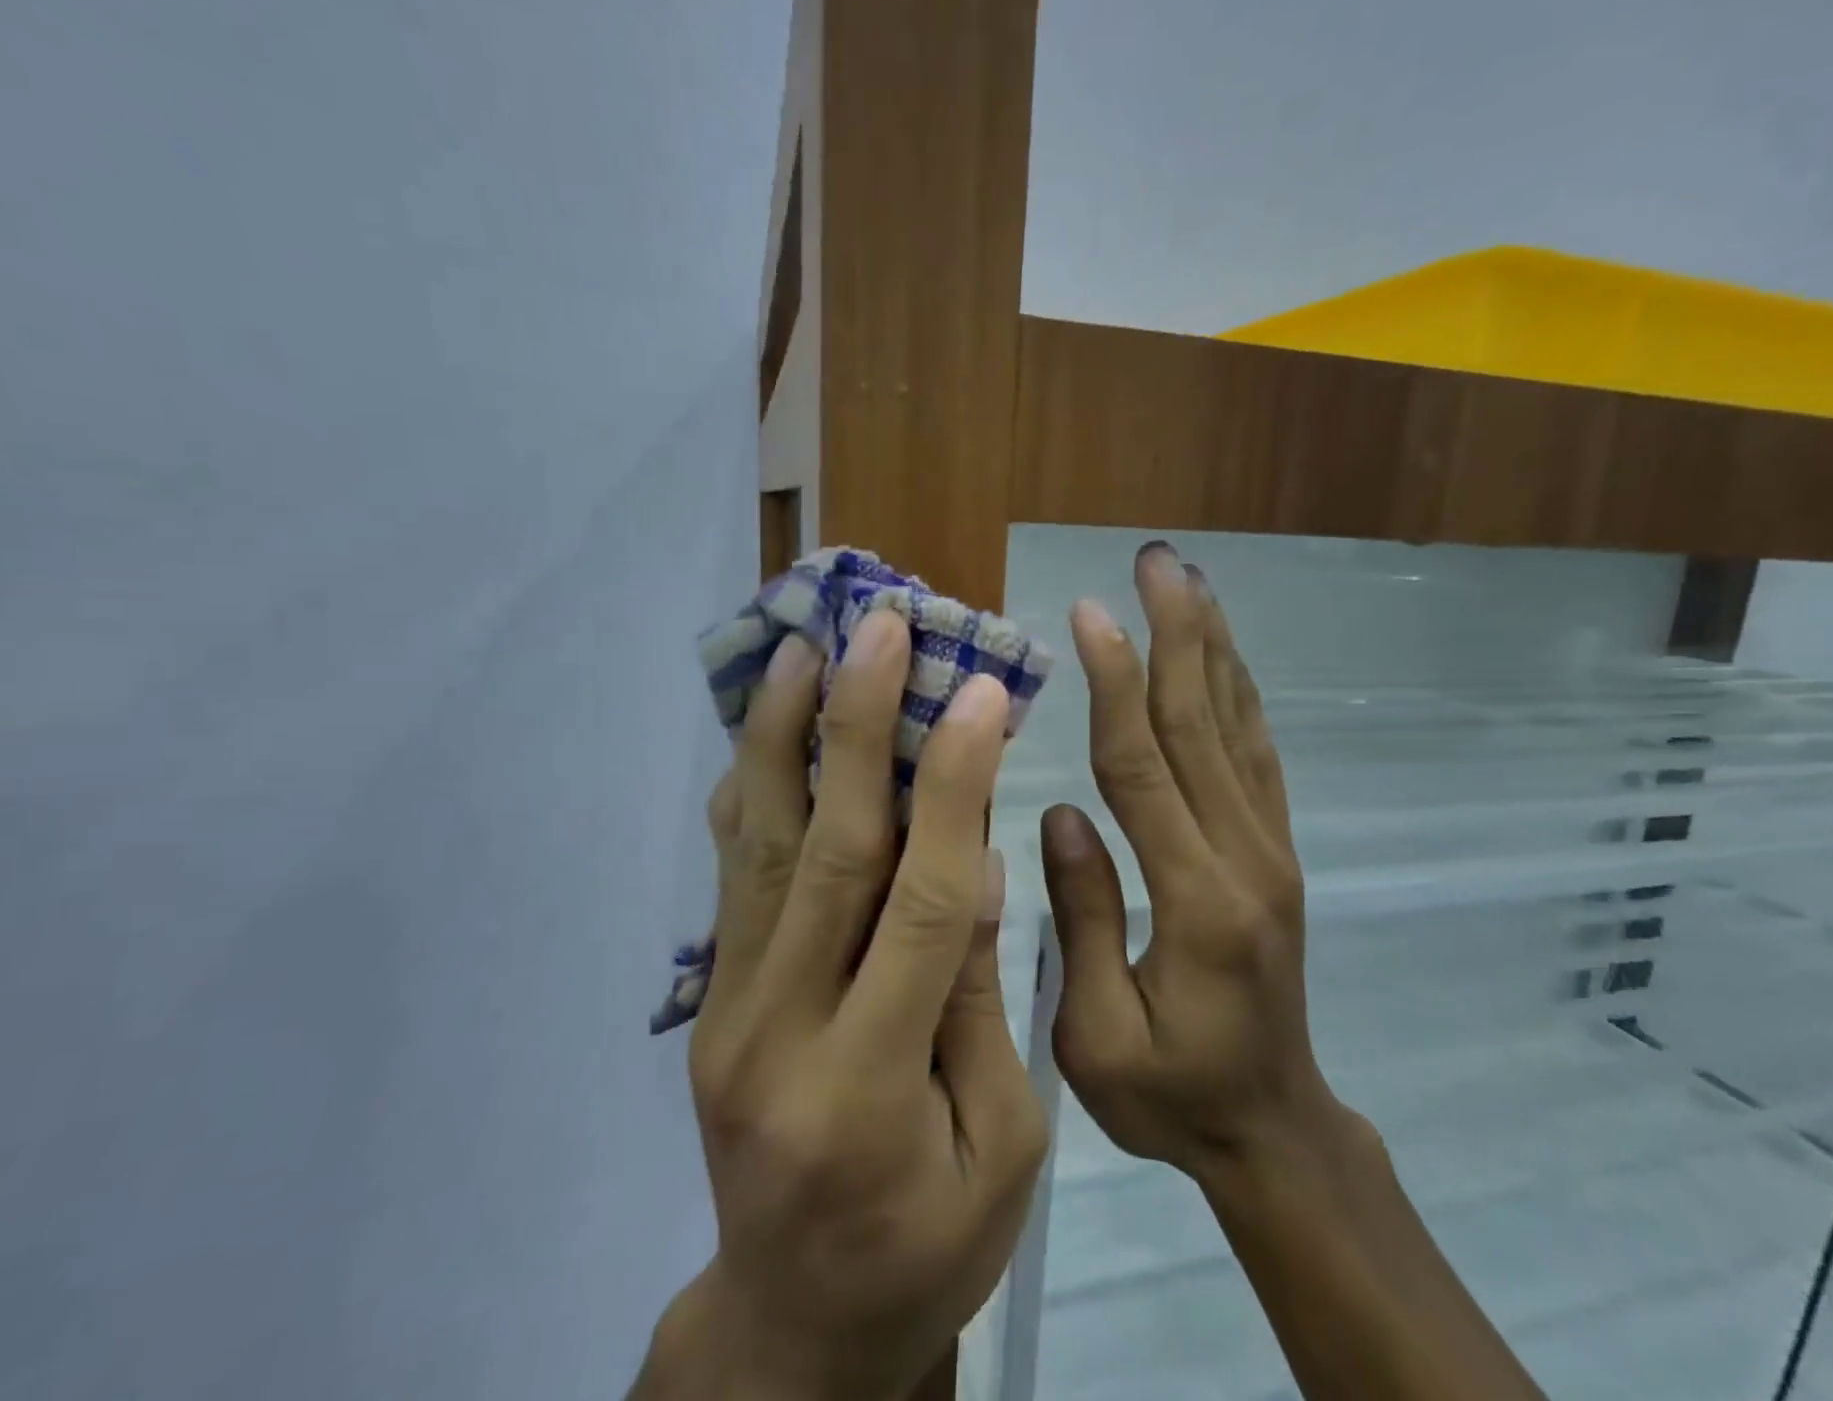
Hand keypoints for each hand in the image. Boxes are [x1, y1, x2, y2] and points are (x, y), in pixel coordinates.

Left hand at [640, 612, 1048, 1400]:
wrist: (794, 1322)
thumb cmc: (926, 1245)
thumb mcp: (1004, 1147)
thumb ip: (979, 1000)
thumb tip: (978, 861)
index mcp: (871, 1086)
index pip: (922, 901)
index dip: (955, 787)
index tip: (982, 694)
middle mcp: (779, 1031)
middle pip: (828, 850)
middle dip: (859, 726)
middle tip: (880, 629)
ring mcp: (727, 1010)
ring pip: (760, 846)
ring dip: (785, 736)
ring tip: (803, 648)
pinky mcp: (708, 999)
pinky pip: (731, 877)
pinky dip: (750, 791)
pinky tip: (762, 727)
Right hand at [1042, 542, 1350, 1182]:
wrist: (1275, 1128)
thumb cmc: (1172, 1097)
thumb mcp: (1101, 1037)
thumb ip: (1083, 920)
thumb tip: (1061, 814)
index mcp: (1197, 902)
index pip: (1146, 768)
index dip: (1117, 685)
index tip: (1089, 613)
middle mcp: (1246, 857)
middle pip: (1204, 724)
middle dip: (1177, 634)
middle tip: (1156, 562)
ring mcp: (1272, 849)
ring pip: (1239, 727)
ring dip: (1213, 647)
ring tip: (1189, 582)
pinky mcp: (1277, 852)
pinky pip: (1258, 755)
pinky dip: (1239, 693)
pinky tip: (1220, 655)